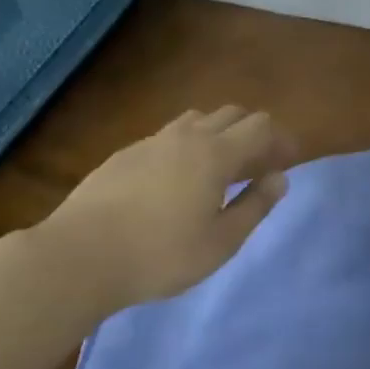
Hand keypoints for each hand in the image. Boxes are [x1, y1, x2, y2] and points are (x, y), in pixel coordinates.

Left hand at [40, 106, 291, 312]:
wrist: (81, 254)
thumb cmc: (161, 254)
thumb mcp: (221, 242)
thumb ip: (255, 205)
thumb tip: (279, 177)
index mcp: (216, 153)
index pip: (261, 126)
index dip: (281, 139)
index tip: (289, 160)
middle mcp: (187, 135)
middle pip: (232, 114)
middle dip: (253, 132)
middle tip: (259, 165)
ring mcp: (152, 141)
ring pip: (198, 120)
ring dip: (219, 134)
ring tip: (220, 169)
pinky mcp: (125, 153)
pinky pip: (169, 136)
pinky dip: (188, 146)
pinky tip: (178, 179)